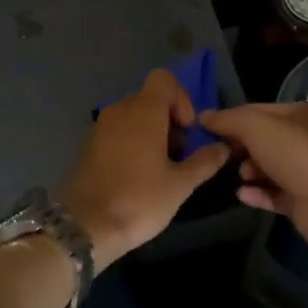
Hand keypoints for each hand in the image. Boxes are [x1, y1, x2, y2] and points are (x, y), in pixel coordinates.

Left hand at [63, 70, 230, 263]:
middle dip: (169, 121)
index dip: (181, 99)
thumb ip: (204, 161)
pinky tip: (137, 176)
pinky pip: (117, 133)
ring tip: (160, 169)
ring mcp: (99, 128)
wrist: (84, 227)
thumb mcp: (180, 185)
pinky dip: (131, 144)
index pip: (164, 79)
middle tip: (179, 156)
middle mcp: (119, 111)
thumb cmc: (139, 200)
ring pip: (133, 117)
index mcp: (143, 111)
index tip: (187, 130)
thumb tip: (223, 148)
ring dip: (151, 134)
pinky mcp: (88, 147)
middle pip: (150, 100)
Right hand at [197, 101, 307, 247]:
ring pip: (269, 168)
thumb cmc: (292, 152)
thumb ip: (227, 120)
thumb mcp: (254, 126)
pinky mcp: (302, 200)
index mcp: (300, 115)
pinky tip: (242, 194)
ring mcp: (305, 172)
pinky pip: (274, 194)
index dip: (234, 118)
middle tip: (222, 154)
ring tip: (240, 175)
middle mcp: (306, 140)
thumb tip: (204, 117)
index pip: (259, 111)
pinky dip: (257, 193)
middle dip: (242, 146)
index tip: (209, 130)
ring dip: (250, 170)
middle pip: (264, 140)